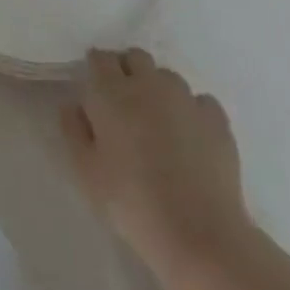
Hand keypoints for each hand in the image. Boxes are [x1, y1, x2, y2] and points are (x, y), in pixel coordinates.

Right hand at [62, 48, 248, 275]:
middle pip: (135, 57)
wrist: (197, 233)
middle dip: (126, 70)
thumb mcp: (86, 171)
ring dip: (157, 89)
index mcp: (112, 92)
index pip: (100, 58)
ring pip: (167, 77)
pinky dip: (189, 111)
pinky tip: (188, 138)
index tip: (94, 90)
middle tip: (122, 104)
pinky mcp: (217, 118)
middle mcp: (149, 84)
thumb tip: (73, 104)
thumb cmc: (130, 202)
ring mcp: (186, 98)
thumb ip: (73, 129)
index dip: (95, 69)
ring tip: (156, 124)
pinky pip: (198, 101)